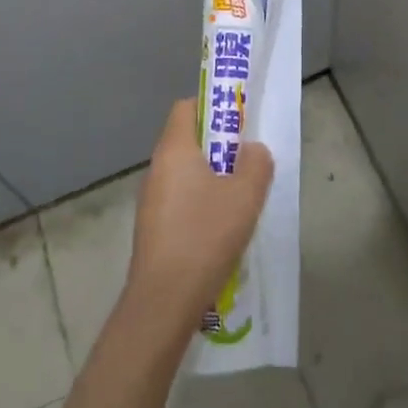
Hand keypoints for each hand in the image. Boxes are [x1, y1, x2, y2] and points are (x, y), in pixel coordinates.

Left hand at [123, 98, 274, 336]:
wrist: (164, 300)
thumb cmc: (205, 236)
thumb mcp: (245, 196)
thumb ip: (256, 163)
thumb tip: (252, 150)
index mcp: (174, 150)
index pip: (187, 107)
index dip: (213, 107)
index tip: (239, 122)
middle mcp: (157, 168)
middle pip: (187, 140)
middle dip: (219, 147)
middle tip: (247, 163)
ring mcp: (150, 200)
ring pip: (185, 173)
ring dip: (211, 178)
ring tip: (240, 200)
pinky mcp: (152, 228)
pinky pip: (180, 200)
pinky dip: (200, 203)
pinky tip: (220, 230)